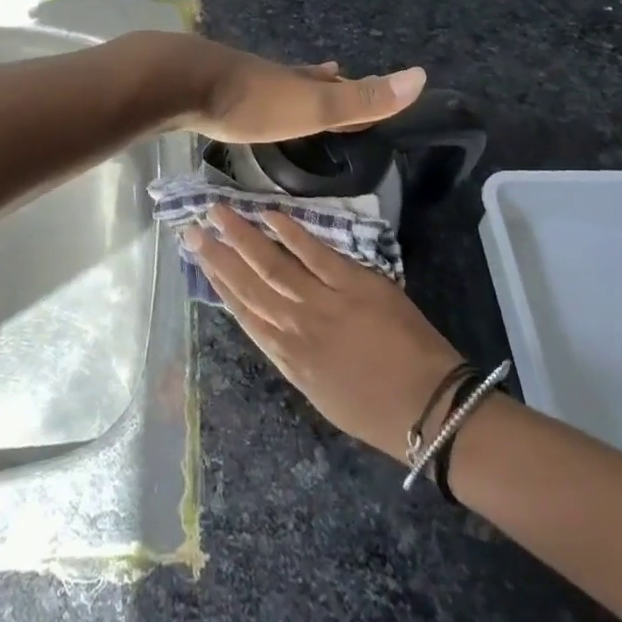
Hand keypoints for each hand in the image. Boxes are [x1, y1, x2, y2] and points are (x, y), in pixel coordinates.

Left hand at [169, 39, 426, 143]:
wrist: (181, 82)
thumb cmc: (251, 101)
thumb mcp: (311, 105)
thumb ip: (360, 98)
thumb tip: (421, 75)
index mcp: (297, 82)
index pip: (334, 85)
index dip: (354, 87)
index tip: (370, 82)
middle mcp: (270, 75)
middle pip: (301, 77)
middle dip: (320, 80)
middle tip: (334, 73)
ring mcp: (235, 77)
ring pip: (268, 81)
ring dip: (285, 85)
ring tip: (292, 82)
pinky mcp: (205, 87)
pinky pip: (237, 91)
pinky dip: (249, 95)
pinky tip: (236, 96)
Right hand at [185, 206, 465, 459]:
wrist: (430, 407)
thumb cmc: (376, 409)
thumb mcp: (319, 391)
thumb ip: (291, 354)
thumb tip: (269, 322)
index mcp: (287, 358)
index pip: (242, 312)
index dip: (217, 282)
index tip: (197, 258)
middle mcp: (295, 328)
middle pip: (247, 285)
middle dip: (216, 255)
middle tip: (191, 228)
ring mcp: (323, 303)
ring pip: (271, 265)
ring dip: (241, 236)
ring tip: (217, 212)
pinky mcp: (353, 283)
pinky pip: (313, 253)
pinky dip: (289, 232)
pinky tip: (268, 214)